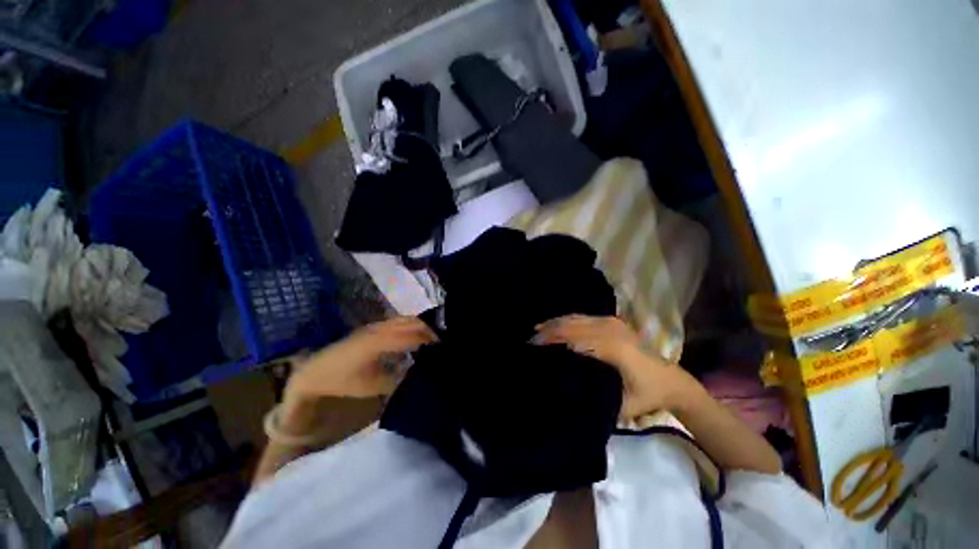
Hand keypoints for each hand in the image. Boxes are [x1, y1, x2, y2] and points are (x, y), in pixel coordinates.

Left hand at [285, 316, 436, 401]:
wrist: (315, 371)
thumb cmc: (342, 380)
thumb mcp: (371, 386)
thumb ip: (396, 380)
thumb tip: (418, 375)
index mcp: (379, 342)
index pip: (411, 336)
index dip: (429, 339)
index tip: (444, 345)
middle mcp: (380, 329)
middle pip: (411, 323)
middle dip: (429, 329)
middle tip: (444, 341)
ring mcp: (377, 326)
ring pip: (406, 319)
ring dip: (421, 325)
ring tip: (435, 336)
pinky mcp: (374, 327)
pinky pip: (399, 321)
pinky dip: (412, 325)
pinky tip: (417, 334)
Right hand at [534, 315, 698, 417]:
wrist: (672, 380)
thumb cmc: (647, 395)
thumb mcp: (621, 405)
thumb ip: (595, 397)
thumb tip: (564, 391)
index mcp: (612, 347)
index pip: (574, 337)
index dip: (552, 339)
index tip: (533, 345)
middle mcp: (611, 329)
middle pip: (572, 325)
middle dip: (549, 330)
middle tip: (530, 338)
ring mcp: (612, 322)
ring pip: (576, 318)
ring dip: (556, 323)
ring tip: (537, 329)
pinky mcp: (613, 321)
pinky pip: (584, 317)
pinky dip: (567, 320)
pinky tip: (556, 324)